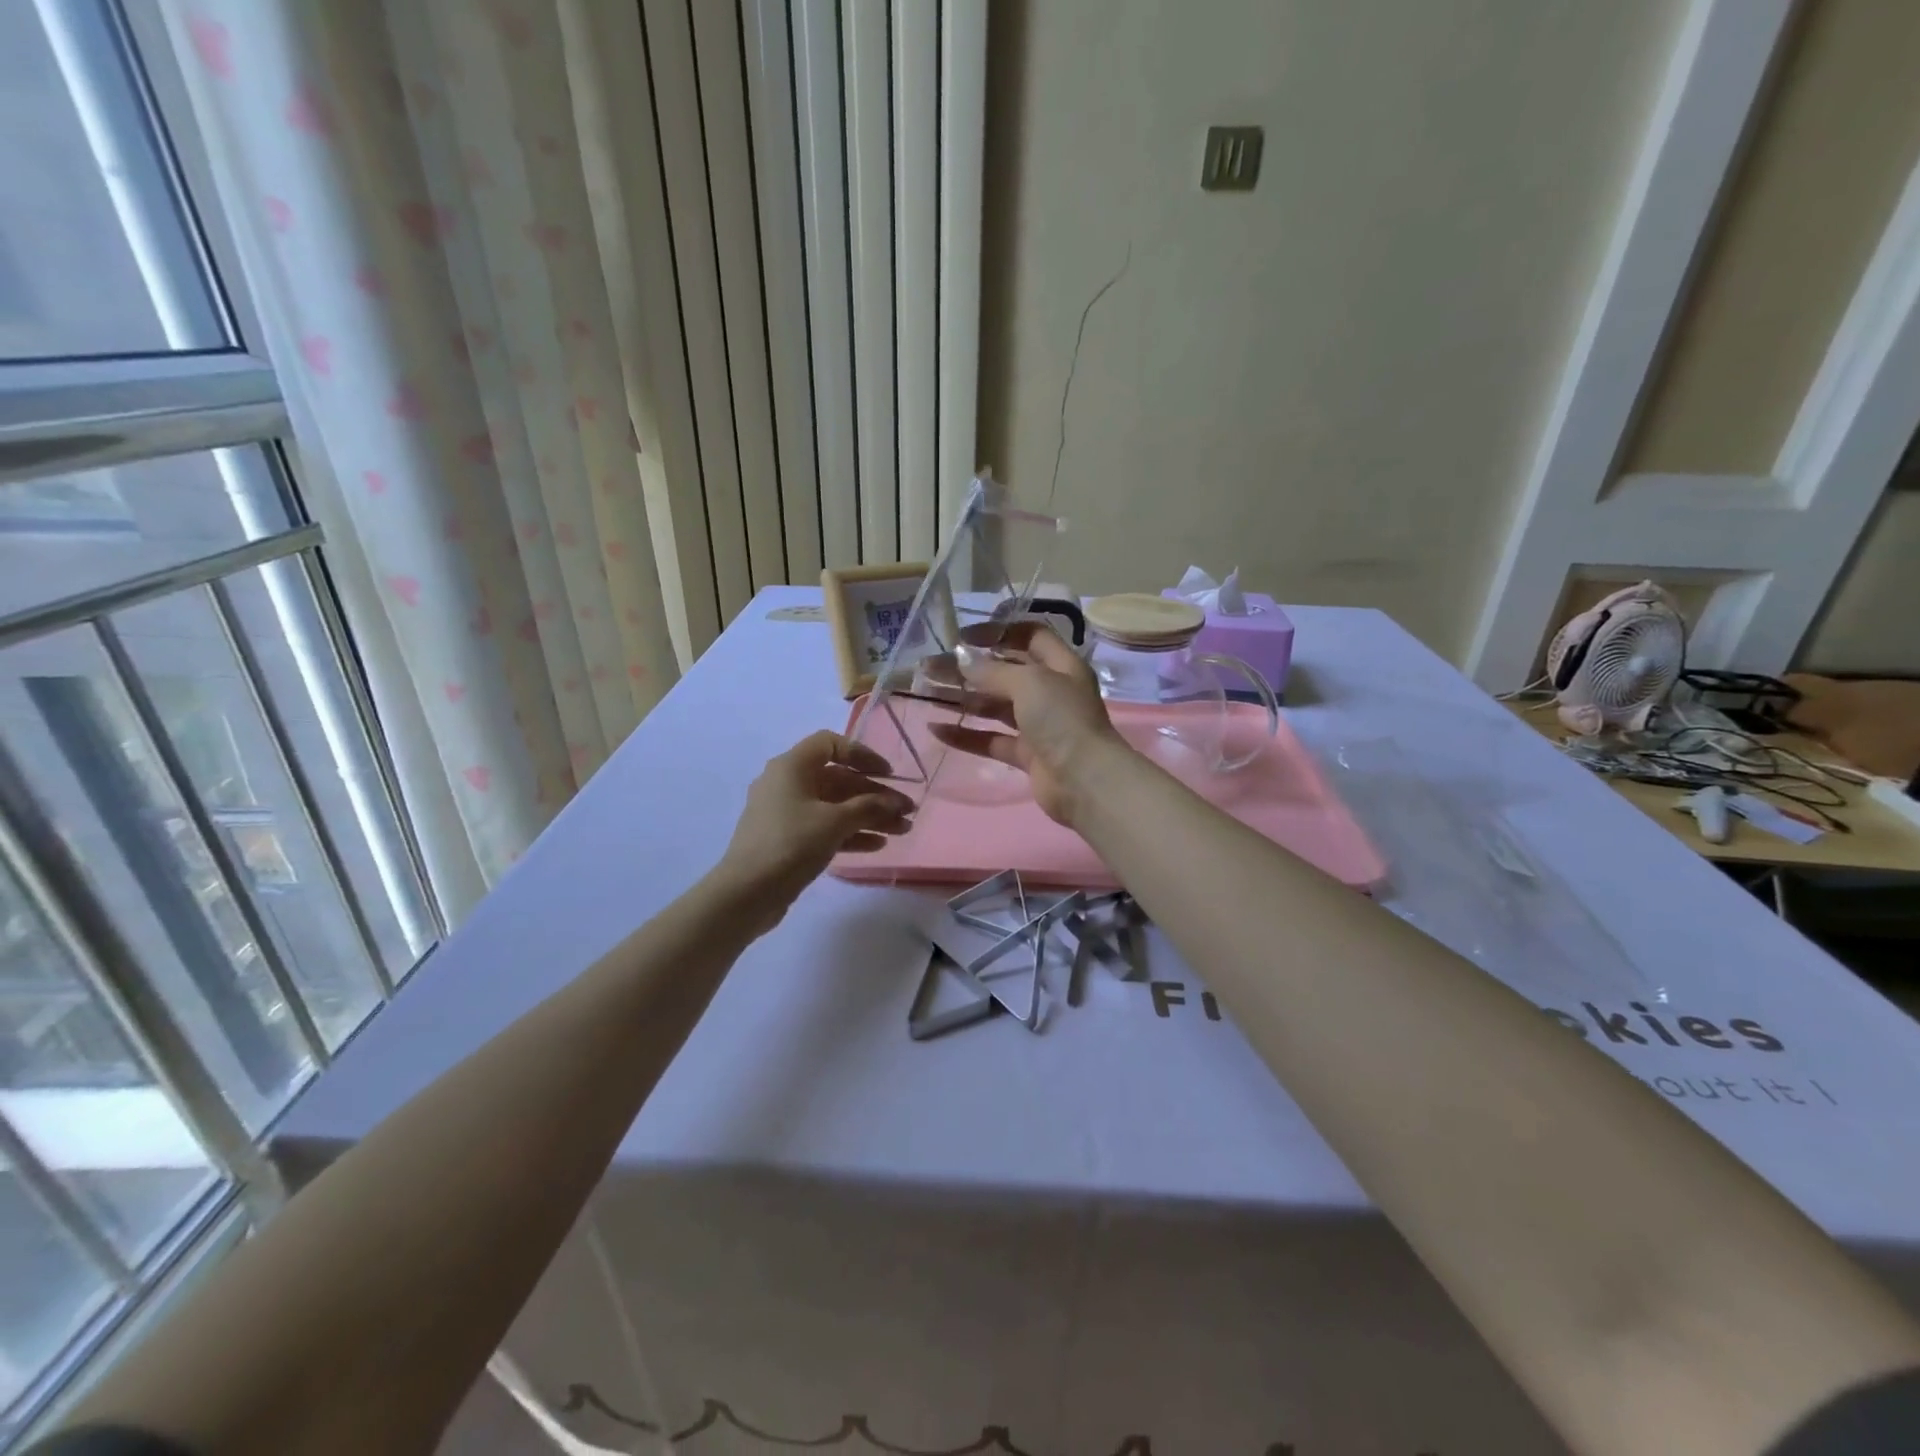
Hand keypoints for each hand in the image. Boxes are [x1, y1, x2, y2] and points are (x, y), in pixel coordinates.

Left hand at [713, 731, 913, 927]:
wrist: (746, 893)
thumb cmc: (791, 844)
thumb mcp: (835, 822)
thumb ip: (870, 807)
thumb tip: (896, 803)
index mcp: (792, 767)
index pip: (830, 744)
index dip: (862, 755)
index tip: (888, 774)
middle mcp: (787, 783)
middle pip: (838, 779)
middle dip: (875, 795)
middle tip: (906, 811)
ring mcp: (785, 813)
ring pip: (834, 806)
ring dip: (869, 816)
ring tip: (901, 831)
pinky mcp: (787, 839)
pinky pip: (825, 827)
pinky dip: (850, 833)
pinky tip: (877, 845)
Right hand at [930, 620, 1127, 824]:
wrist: (1085, 781)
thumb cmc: (1062, 719)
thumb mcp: (1029, 683)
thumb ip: (993, 671)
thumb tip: (962, 660)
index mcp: (1061, 665)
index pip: (1029, 636)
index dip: (997, 632)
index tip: (963, 637)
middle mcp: (1051, 691)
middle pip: (1004, 672)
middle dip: (968, 668)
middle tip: (930, 667)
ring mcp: (1039, 725)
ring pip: (994, 706)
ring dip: (962, 699)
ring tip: (926, 693)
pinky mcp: (1027, 754)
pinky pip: (991, 739)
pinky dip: (966, 735)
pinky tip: (936, 730)